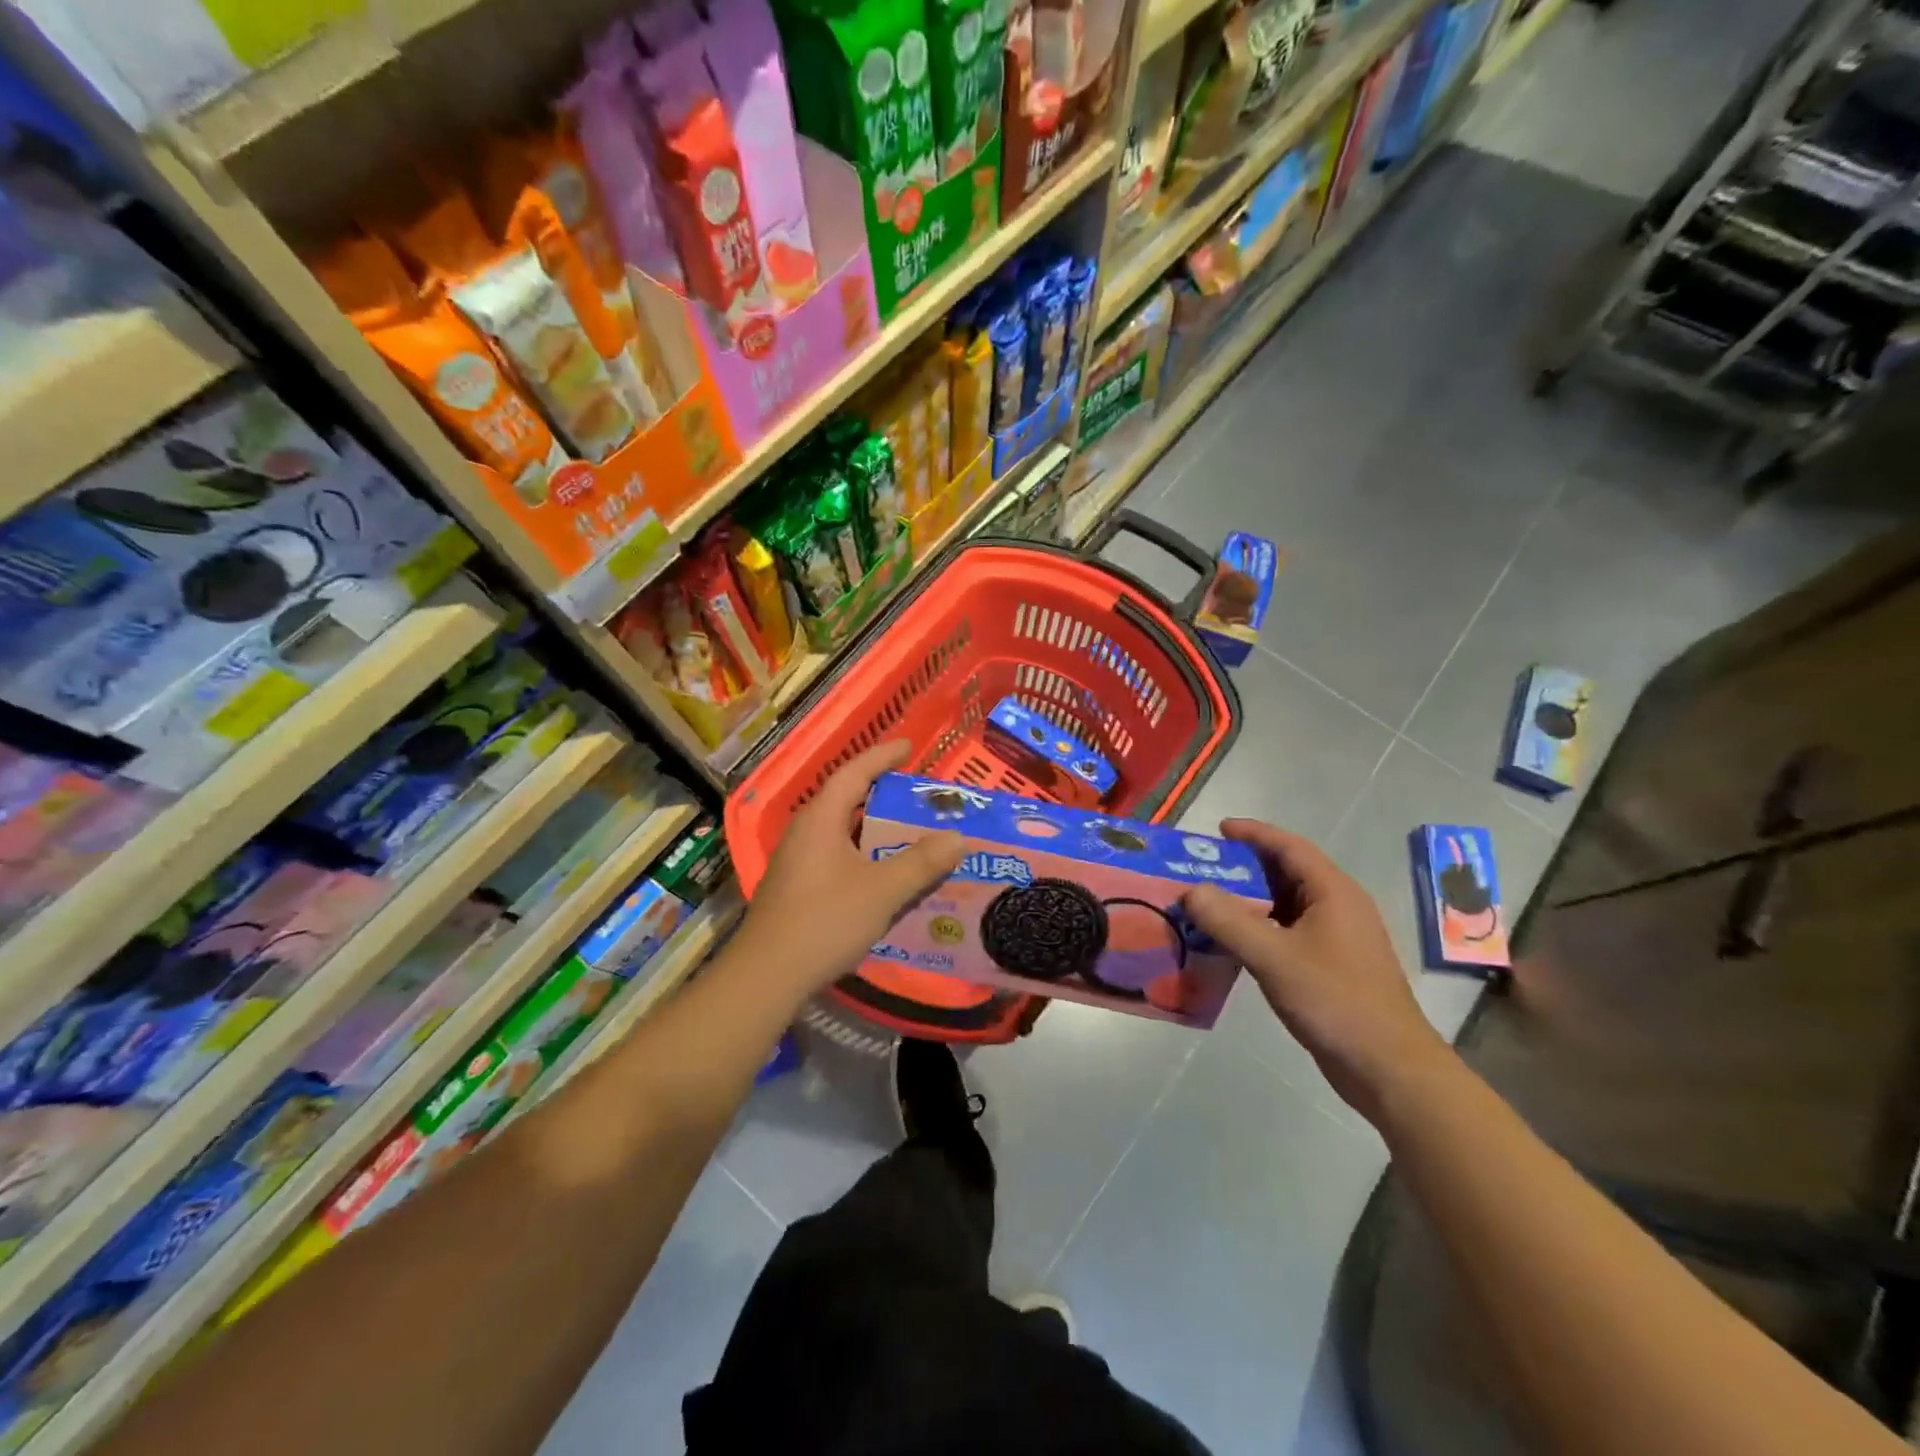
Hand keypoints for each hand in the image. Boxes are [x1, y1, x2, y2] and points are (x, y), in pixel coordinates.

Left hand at [738, 742, 962, 995]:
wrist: (767, 976)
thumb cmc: (824, 921)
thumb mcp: (882, 890)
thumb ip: (921, 863)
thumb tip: (958, 837)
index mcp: (821, 819)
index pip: (853, 773)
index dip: (882, 757)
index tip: (908, 746)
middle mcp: (805, 832)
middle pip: (846, 800)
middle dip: (882, 793)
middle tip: (916, 793)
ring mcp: (797, 860)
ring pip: (842, 831)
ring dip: (874, 828)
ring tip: (909, 830)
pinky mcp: (797, 886)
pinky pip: (837, 855)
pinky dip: (864, 853)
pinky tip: (885, 873)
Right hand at [1182, 819, 1453, 1122]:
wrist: (1388, 1068)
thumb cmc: (1335, 1001)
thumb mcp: (1274, 957)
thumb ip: (1228, 921)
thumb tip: (1191, 890)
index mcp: (1333, 892)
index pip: (1289, 846)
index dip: (1253, 833)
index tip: (1218, 830)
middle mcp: (1338, 907)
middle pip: (1286, 873)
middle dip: (1244, 867)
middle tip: (1202, 869)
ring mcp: (1337, 938)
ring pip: (1286, 905)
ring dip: (1249, 901)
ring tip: (1208, 903)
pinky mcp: (1331, 966)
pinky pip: (1288, 932)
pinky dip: (1259, 928)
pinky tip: (1232, 943)